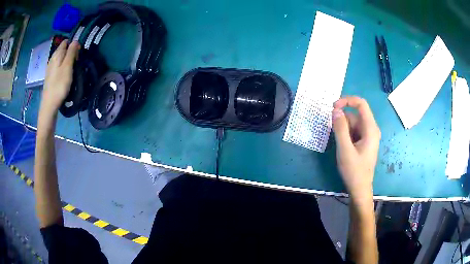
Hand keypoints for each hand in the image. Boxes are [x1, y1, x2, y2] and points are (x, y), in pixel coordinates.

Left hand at [40, 40, 79, 116]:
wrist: (49, 105)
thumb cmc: (59, 85)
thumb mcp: (67, 66)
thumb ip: (72, 52)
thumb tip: (76, 41)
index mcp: (57, 54)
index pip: (66, 42)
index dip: (73, 44)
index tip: (79, 53)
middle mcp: (52, 58)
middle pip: (63, 50)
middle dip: (71, 52)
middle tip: (77, 62)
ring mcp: (50, 68)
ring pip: (61, 58)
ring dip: (67, 61)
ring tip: (72, 69)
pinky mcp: (50, 76)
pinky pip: (58, 66)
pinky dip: (63, 67)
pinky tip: (66, 75)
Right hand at [332, 97, 380, 200]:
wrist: (360, 189)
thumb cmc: (354, 171)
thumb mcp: (345, 149)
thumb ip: (340, 128)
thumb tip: (335, 110)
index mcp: (370, 129)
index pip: (361, 104)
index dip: (347, 101)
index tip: (333, 108)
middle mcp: (371, 129)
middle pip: (355, 115)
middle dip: (343, 121)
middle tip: (333, 134)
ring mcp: (368, 136)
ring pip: (353, 123)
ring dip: (343, 129)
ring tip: (339, 145)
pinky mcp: (364, 142)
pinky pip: (354, 131)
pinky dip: (346, 134)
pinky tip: (343, 146)